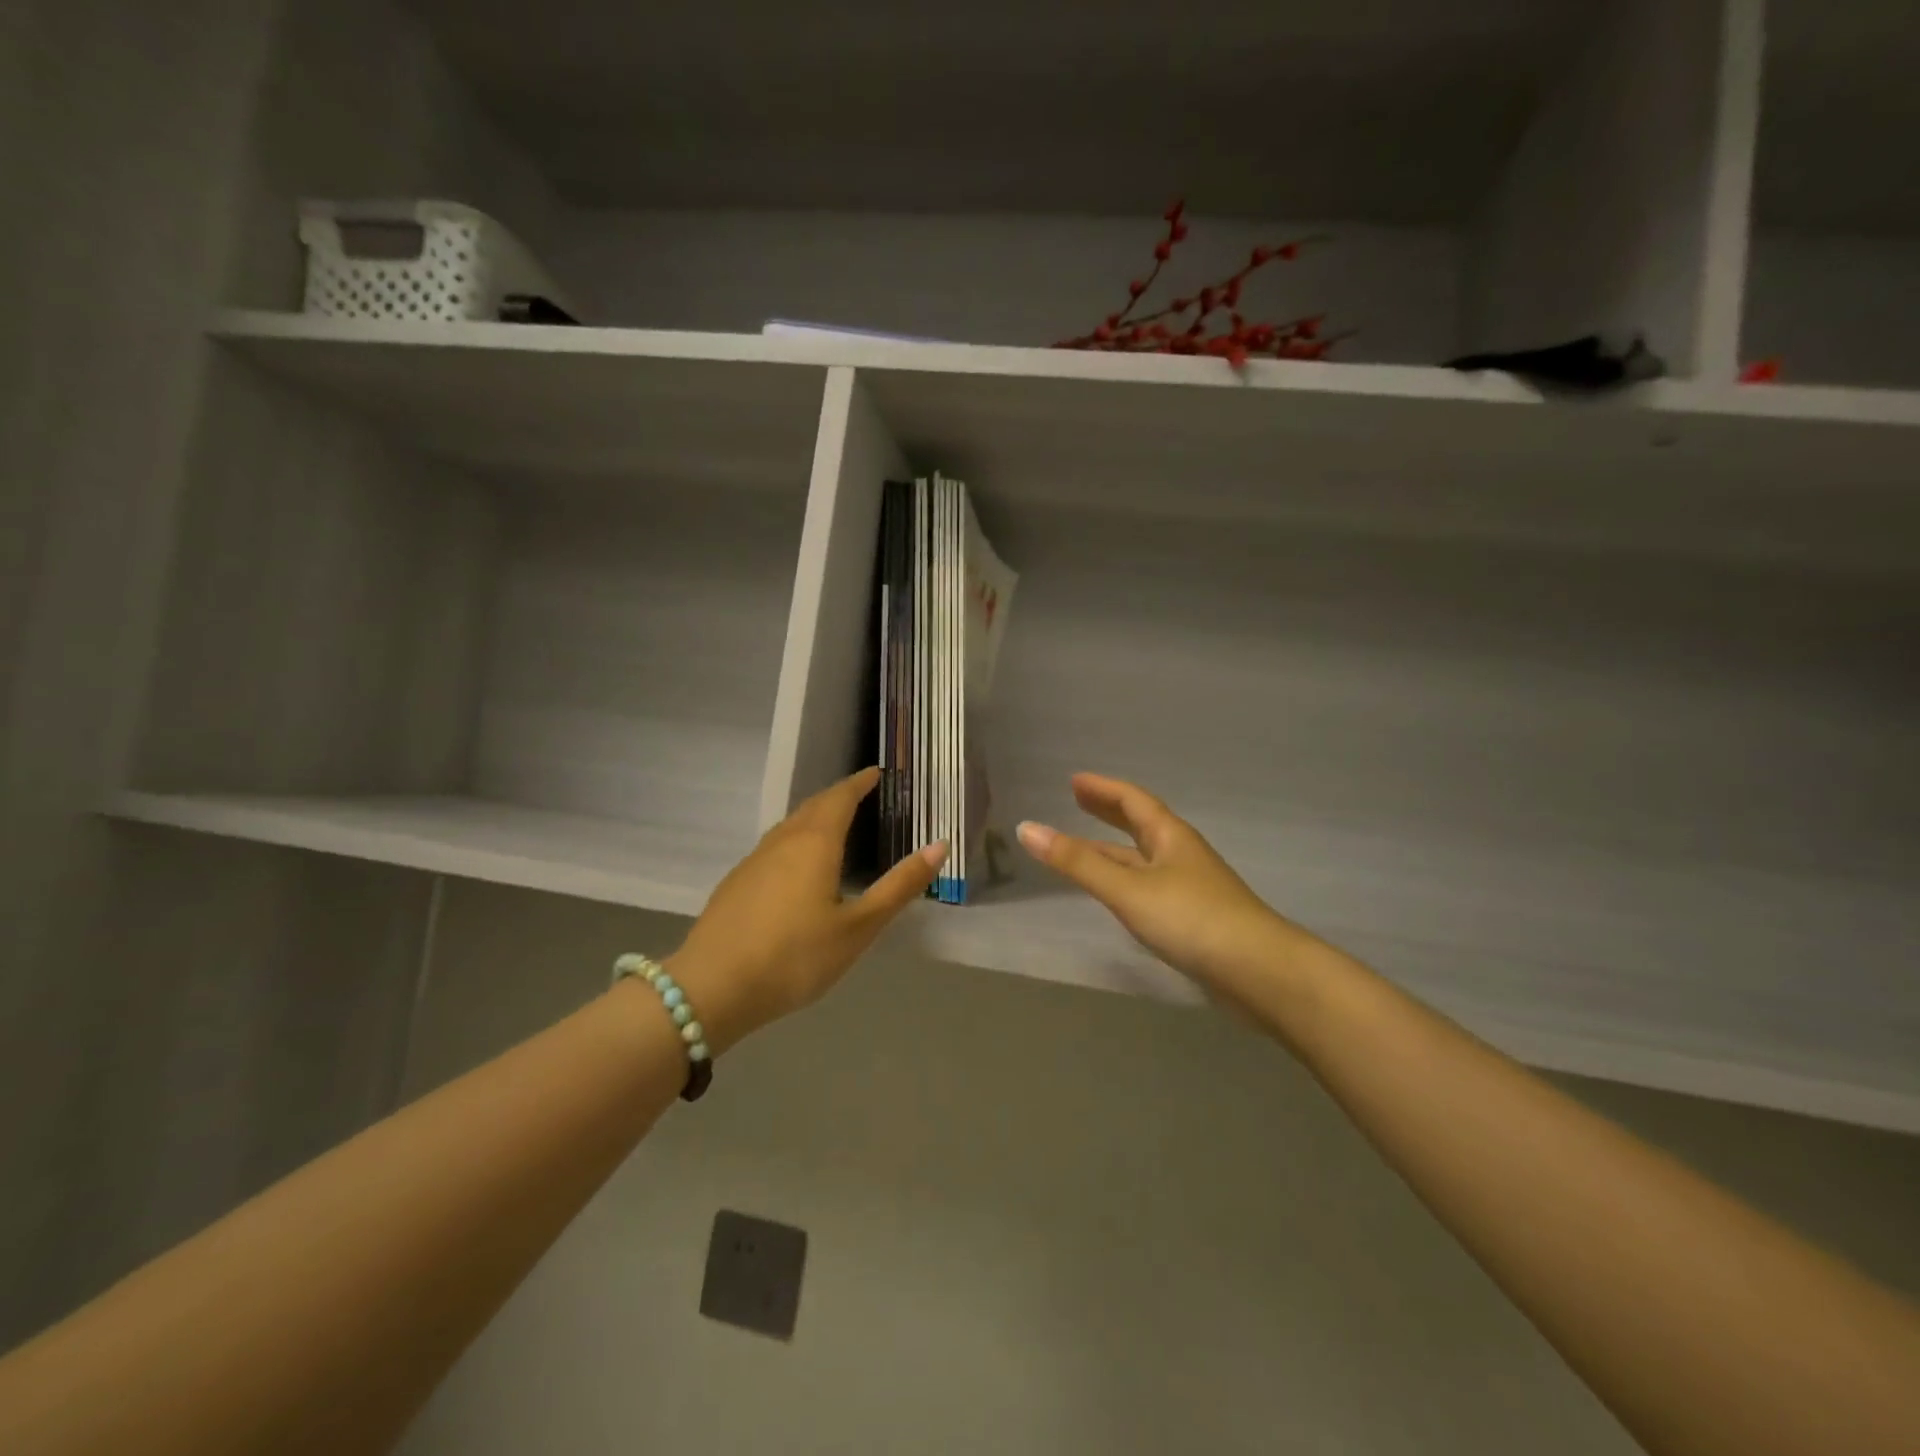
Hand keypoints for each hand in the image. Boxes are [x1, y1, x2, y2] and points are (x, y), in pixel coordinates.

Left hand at [668, 768, 944, 1051]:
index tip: (876, 773)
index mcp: (814, 843)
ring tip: (834, 826)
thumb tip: (939, 845)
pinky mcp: (735, 884)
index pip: (840, 797)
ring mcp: (753, 861)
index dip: (859, 783)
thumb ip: (899, 886)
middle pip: (812, 806)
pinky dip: (795, 841)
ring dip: (814, 817)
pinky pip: (773, 847)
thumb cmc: (795, 957)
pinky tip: (797, 867)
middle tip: (862, 795)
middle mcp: (782, 841)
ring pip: (789, 826)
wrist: (712, 988)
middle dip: (838, 796)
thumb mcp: (858, 927)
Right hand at [1016, 773, 1304, 996]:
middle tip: (1078, 801)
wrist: (1259, 973)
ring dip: (1114, 849)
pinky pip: (1149, 886)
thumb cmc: (1191, 919)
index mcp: (1170, 837)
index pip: (1132, 800)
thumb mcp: (1127, 888)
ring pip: (1144, 859)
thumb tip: (1026, 828)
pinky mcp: (1193, 919)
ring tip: (1085, 847)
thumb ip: (1077, 862)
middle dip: (1108, 812)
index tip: (1074, 781)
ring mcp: (1190, 888)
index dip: (1102, 788)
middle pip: (1140, 825)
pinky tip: (1118, 895)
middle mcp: (1181, 855)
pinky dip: (1126, 880)